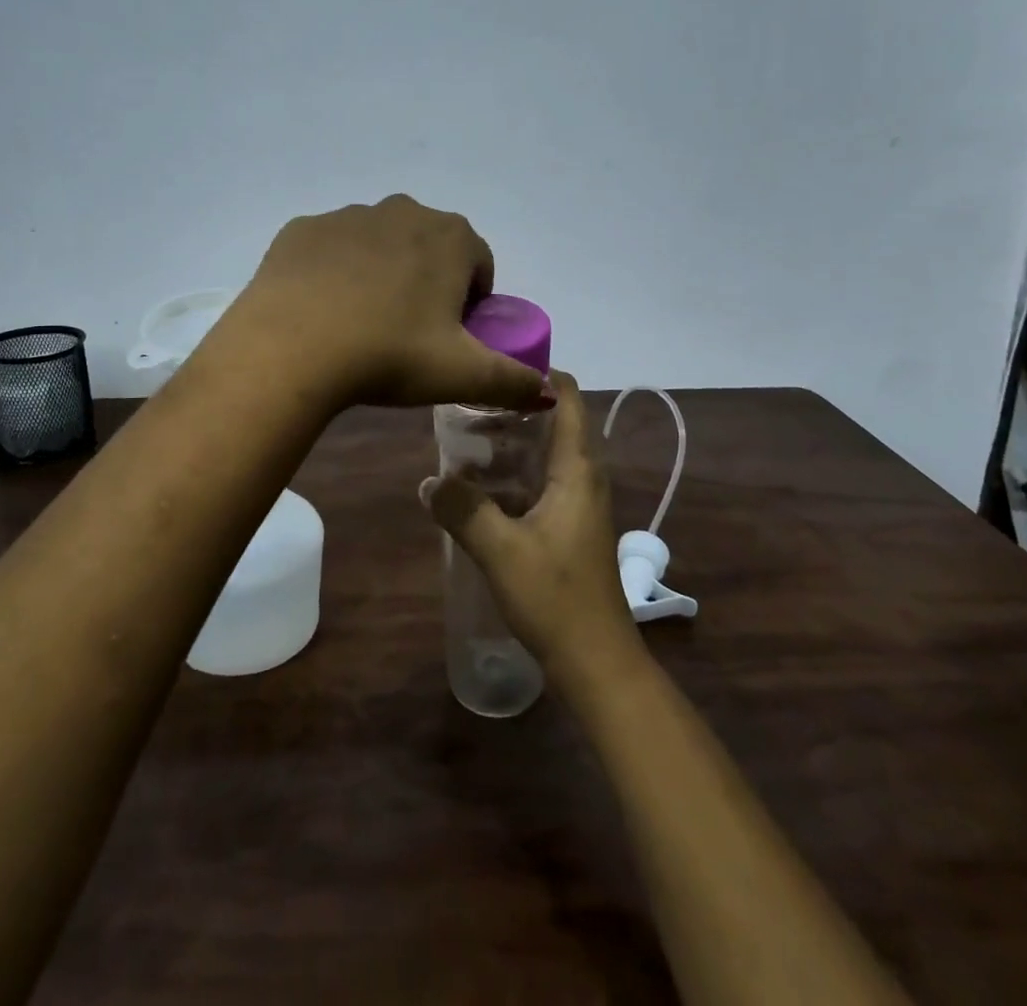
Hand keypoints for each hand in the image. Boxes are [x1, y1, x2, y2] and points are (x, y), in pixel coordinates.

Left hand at [218, 195, 550, 411]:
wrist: (291, 348)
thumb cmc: (390, 355)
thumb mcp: (462, 375)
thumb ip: (513, 381)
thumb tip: (547, 392)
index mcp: (450, 237)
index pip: (478, 265)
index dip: (471, 303)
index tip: (451, 338)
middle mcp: (403, 211)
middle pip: (430, 249)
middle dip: (428, 283)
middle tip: (408, 335)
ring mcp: (347, 215)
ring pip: (380, 245)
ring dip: (382, 275)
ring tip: (362, 326)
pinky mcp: (302, 229)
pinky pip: (331, 250)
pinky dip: (334, 272)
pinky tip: (323, 311)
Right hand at [425, 372, 639, 687]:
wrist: (597, 662)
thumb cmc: (556, 598)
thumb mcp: (500, 551)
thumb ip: (463, 510)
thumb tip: (429, 480)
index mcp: (577, 469)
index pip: (569, 397)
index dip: (539, 373)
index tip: (496, 364)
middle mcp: (584, 478)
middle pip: (556, 422)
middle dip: (516, 407)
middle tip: (468, 401)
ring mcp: (580, 504)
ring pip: (548, 455)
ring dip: (514, 442)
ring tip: (466, 436)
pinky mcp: (571, 528)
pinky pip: (544, 483)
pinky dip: (516, 473)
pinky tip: (480, 487)